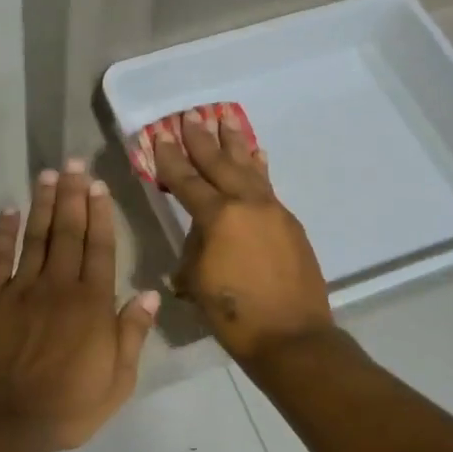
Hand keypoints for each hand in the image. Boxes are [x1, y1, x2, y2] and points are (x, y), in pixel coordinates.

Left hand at [0, 161, 160, 450]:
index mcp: (92, 303)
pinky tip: (7, 210)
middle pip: (68, 232)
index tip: (98, 185)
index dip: (100, 214)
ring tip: (47, 174)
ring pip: (35, 237)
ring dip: (42, 204)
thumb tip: (150, 293)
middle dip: (72, 195)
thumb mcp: (117, 380)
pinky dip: (2, 233)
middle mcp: (58, 286)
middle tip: (74, 162)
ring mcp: (20, 290)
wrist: (5, 421)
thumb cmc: (68, 406)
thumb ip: (132, 334)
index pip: (100, 248)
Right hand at [152, 110, 333, 364]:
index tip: (160, 136)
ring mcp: (273, 211)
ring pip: (249, 168)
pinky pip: (268, 186)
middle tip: (190, 114)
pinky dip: (258, 167)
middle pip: (220, 163)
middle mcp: (247, 204)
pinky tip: (256, 155)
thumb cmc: (234, 314)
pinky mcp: (289, 223)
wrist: (292, 337)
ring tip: (226, 118)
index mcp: (219, 217)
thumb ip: (196, 248)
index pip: (187, 180)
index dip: (170, 159)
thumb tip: (202, 236)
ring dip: (235, 143)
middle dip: (202, 139)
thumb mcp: (198, 280)